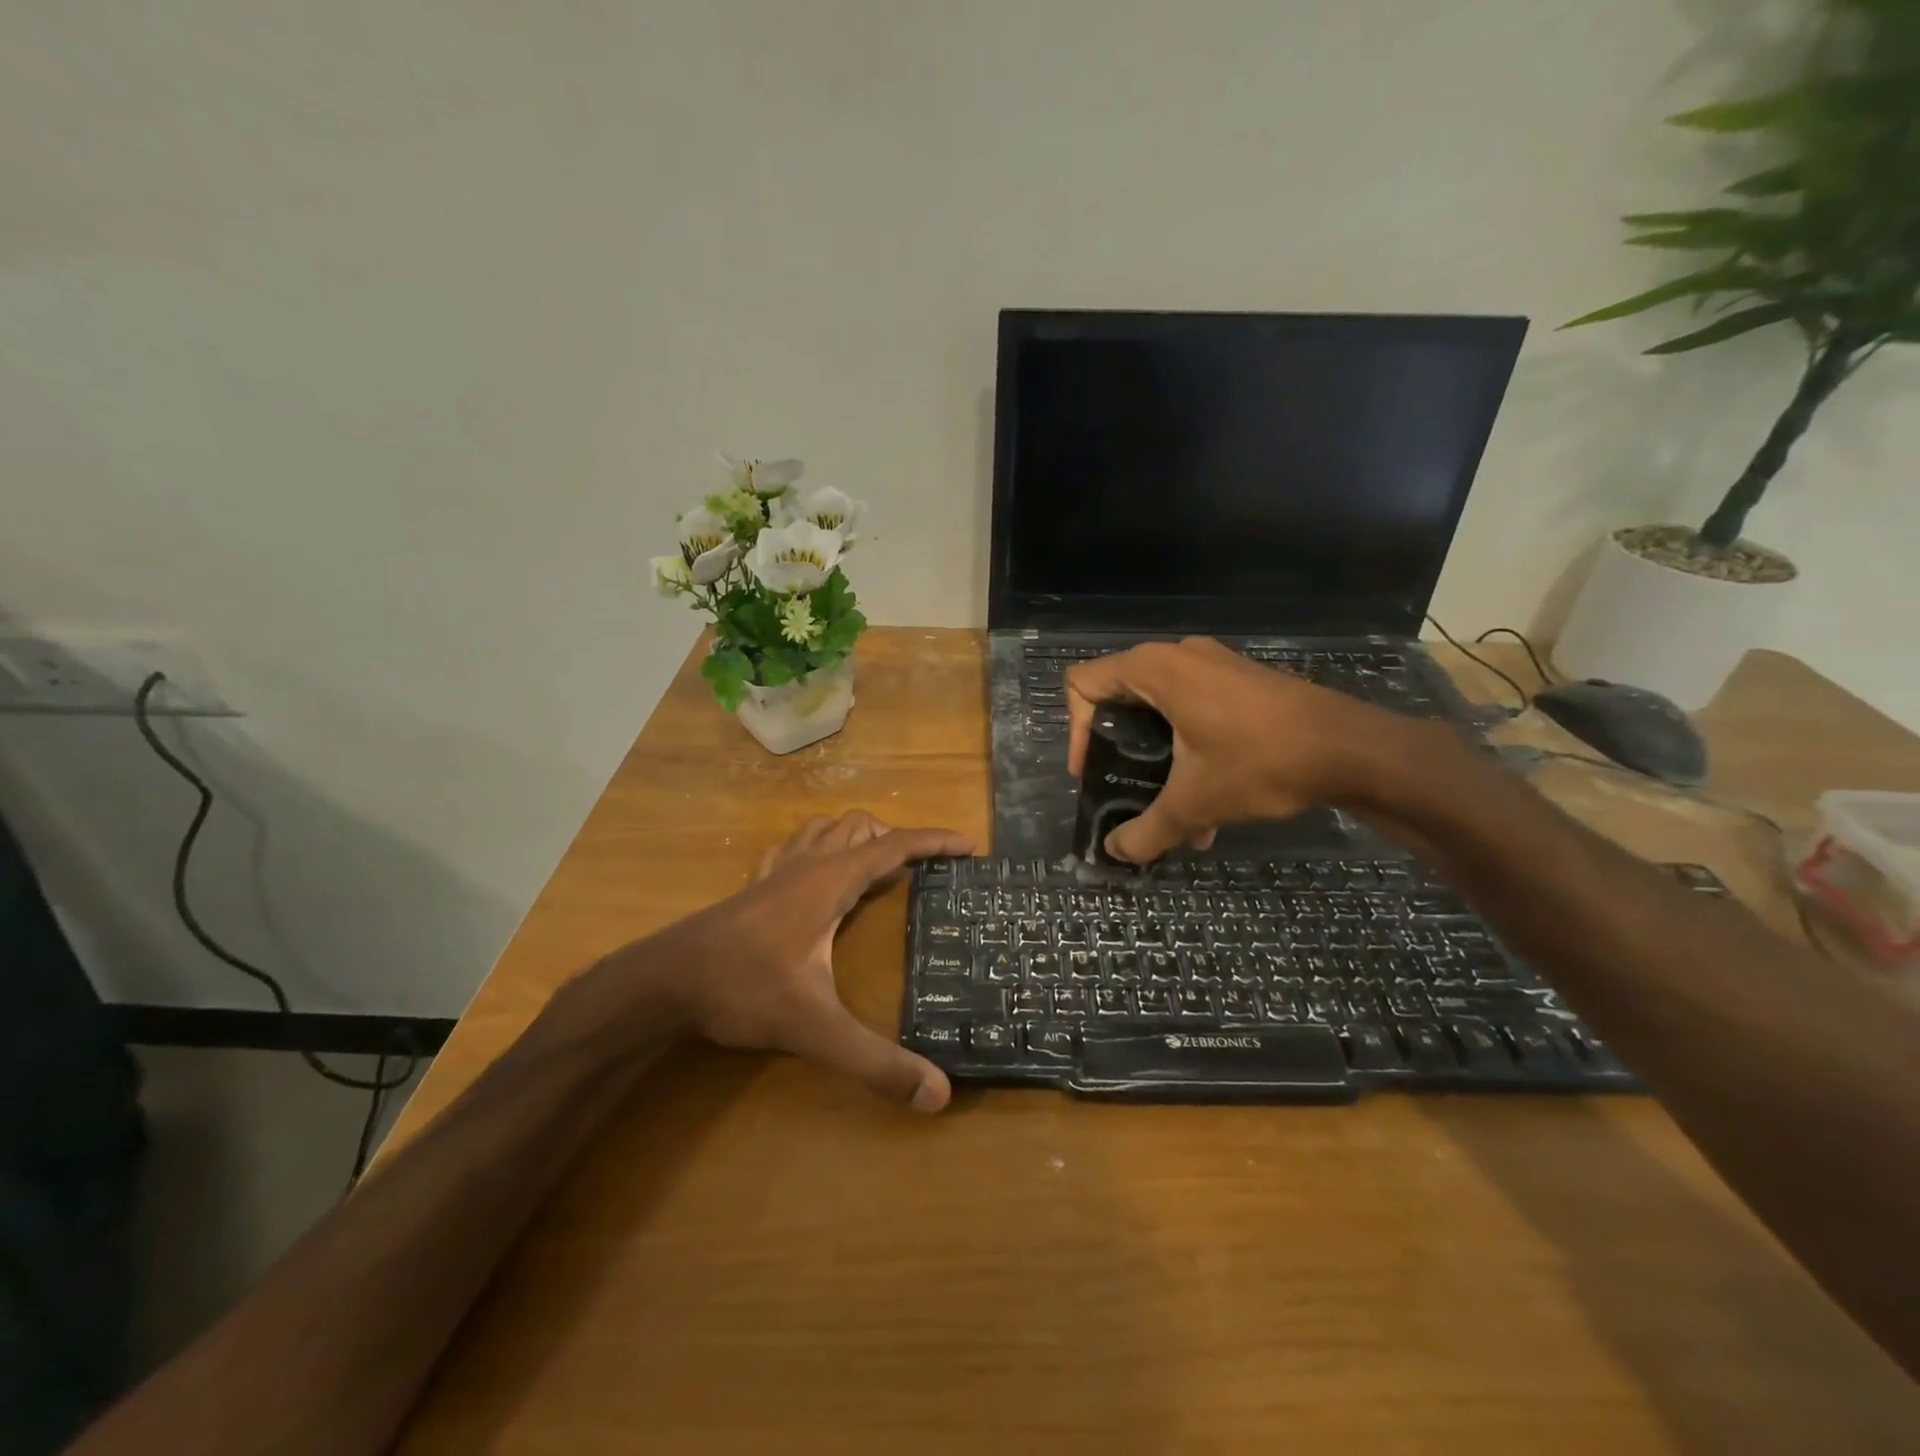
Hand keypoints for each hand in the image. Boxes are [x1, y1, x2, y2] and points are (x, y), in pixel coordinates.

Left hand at [638, 811, 971, 1111]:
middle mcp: (808, 865)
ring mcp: (777, 872)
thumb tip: (939, 1094)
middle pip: (862, 828)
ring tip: (878, 867)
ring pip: (827, 829)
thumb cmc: (742, 990)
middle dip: (898, 840)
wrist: (663, 982)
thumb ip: (875, 1062)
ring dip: (858, 837)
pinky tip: (815, 873)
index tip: (968, 844)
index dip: (935, 841)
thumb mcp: (814, 1028)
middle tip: (923, 872)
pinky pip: (795, 847)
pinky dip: (818, 847)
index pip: (895, 846)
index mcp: (832, 881)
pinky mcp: (754, 887)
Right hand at [1065, 637, 1412, 864]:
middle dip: (1118, 753)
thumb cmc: (1261, 762)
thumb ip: (1145, 831)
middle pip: (1118, 699)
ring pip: (1159, 710)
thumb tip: (1115, 854)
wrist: (1353, 749)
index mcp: (1154, 670)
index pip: (1083, 685)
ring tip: (1174, 815)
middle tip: (1124, 789)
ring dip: (1157, 760)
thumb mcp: (1195, 803)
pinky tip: (1210, 804)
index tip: (1093, 773)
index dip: (1075, 731)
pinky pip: (1193, 710)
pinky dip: (1188, 750)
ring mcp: (1213, 666)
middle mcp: (1177, 657)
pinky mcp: (1240, 682)